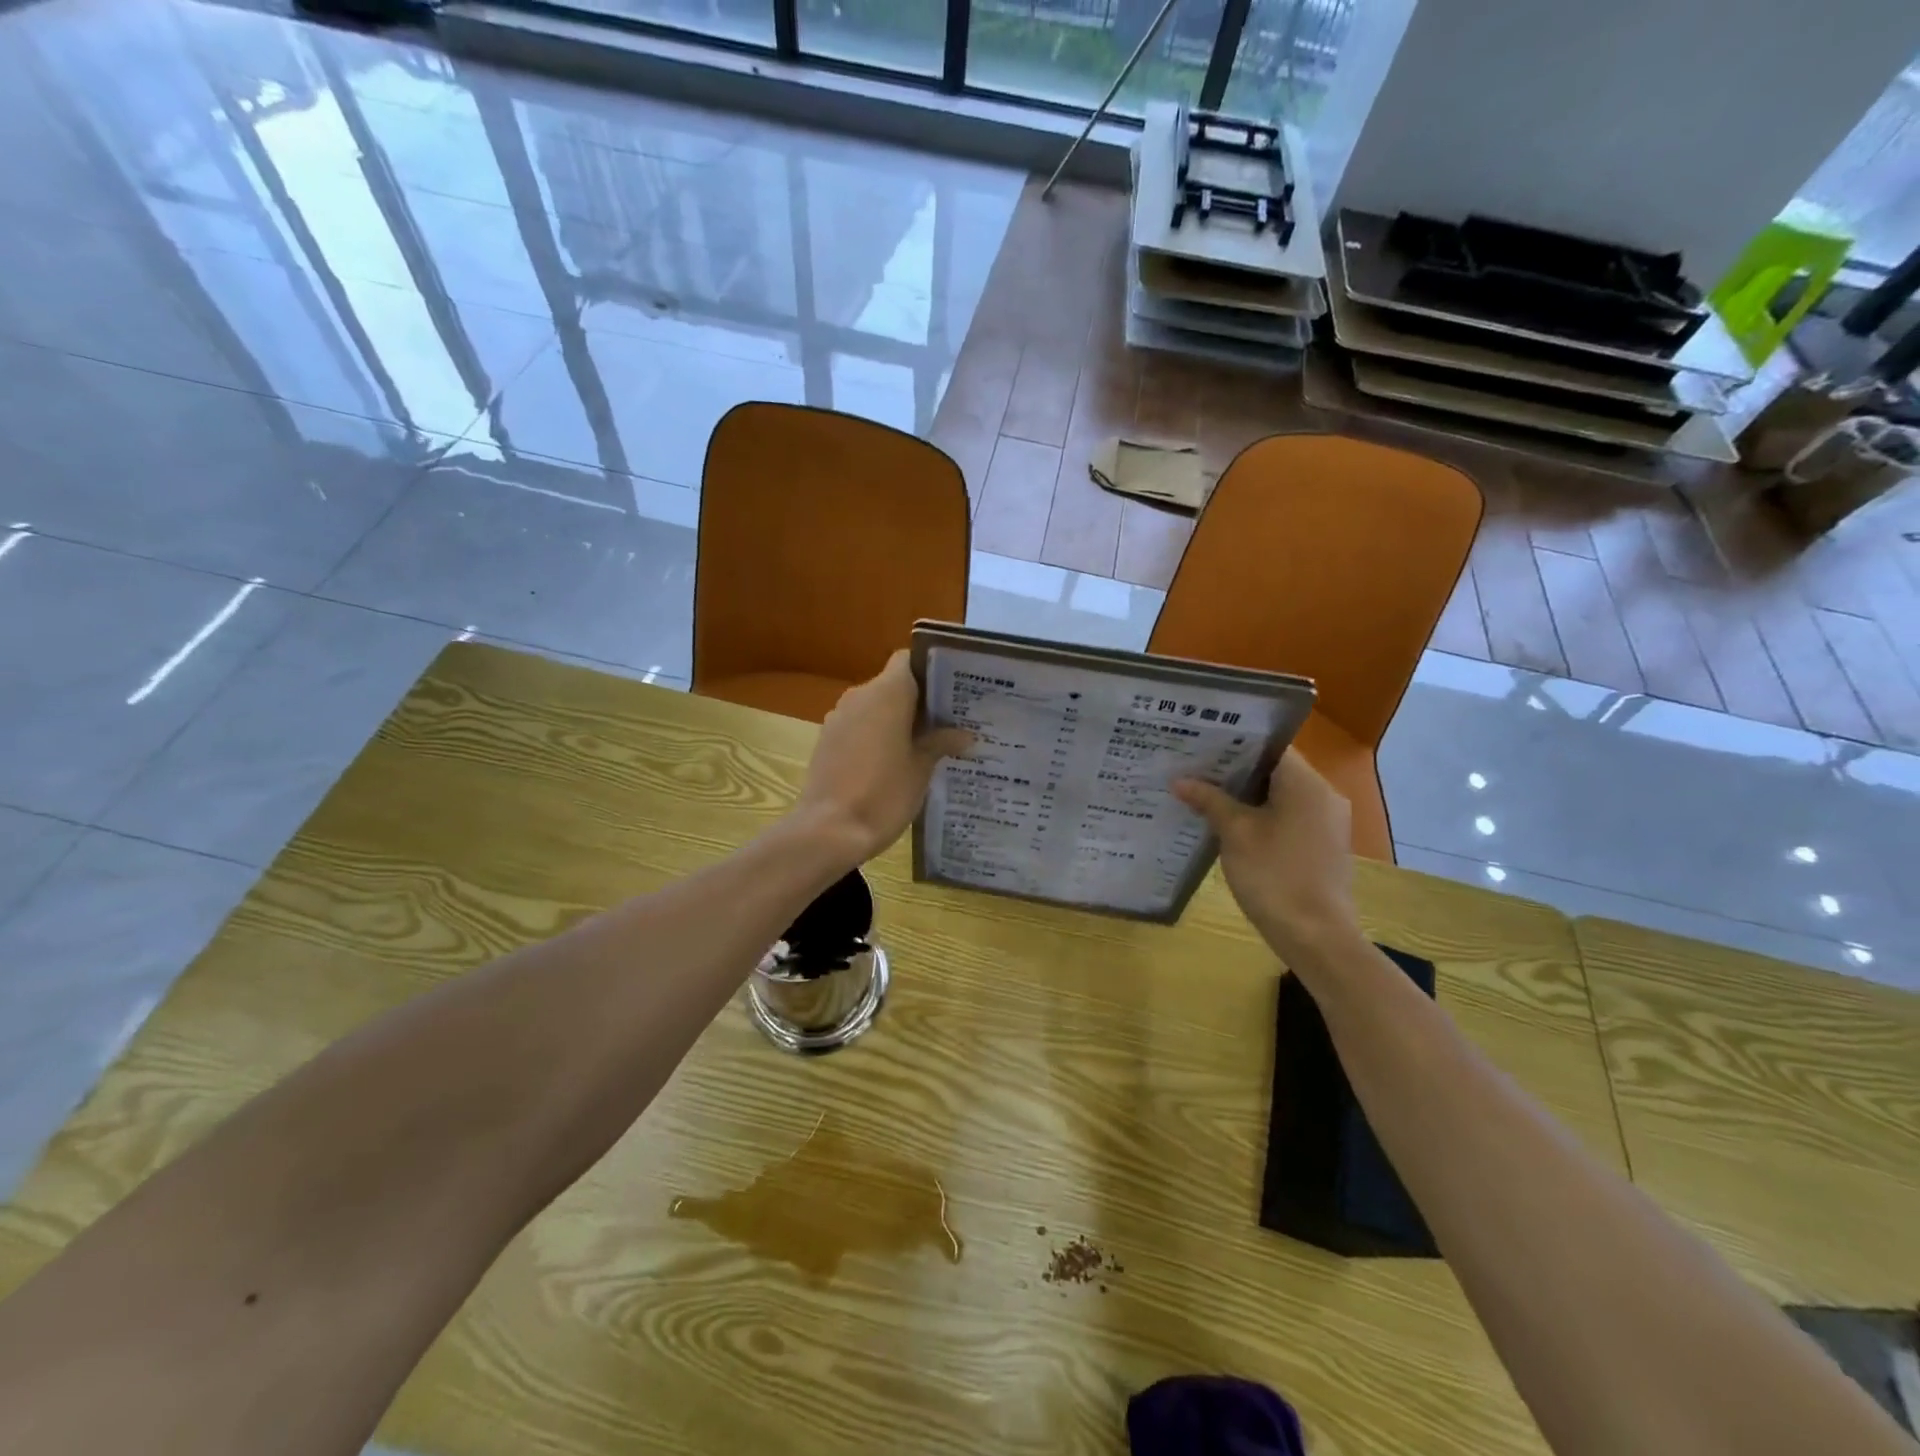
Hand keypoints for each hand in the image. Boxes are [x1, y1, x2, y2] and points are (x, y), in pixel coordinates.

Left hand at [793, 651, 972, 862]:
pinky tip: (895, 762)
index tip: (952, 690)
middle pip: (893, 684)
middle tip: (949, 721)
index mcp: (887, 693)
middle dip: (919, 700)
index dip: (930, 670)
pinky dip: (877, 735)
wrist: (829, 831)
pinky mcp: (828, 740)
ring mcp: (839, 718)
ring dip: (898, 719)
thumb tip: (965, 735)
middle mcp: (860, 696)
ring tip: (926, 744)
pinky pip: (860, 726)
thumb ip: (941, 743)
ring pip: (875, 706)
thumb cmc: (883, 793)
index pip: (908, 660)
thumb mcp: (921, 769)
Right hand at [1173, 751, 1364, 967]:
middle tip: (1195, 768)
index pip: (1271, 747)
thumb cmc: (1275, 876)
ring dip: (1247, 796)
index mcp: (1307, 784)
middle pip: (1275, 771)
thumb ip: (1210, 801)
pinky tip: (1231, 826)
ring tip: (1205, 794)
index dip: (1236, 744)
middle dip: (1236, 771)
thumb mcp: (1235, 834)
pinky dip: (1263, 816)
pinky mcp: (1324, 846)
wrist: (1317, 937)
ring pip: (1282, 796)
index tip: (1202, 745)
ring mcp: (1327, 823)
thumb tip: (1180, 781)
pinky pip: (1289, 818)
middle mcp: (1324, 796)